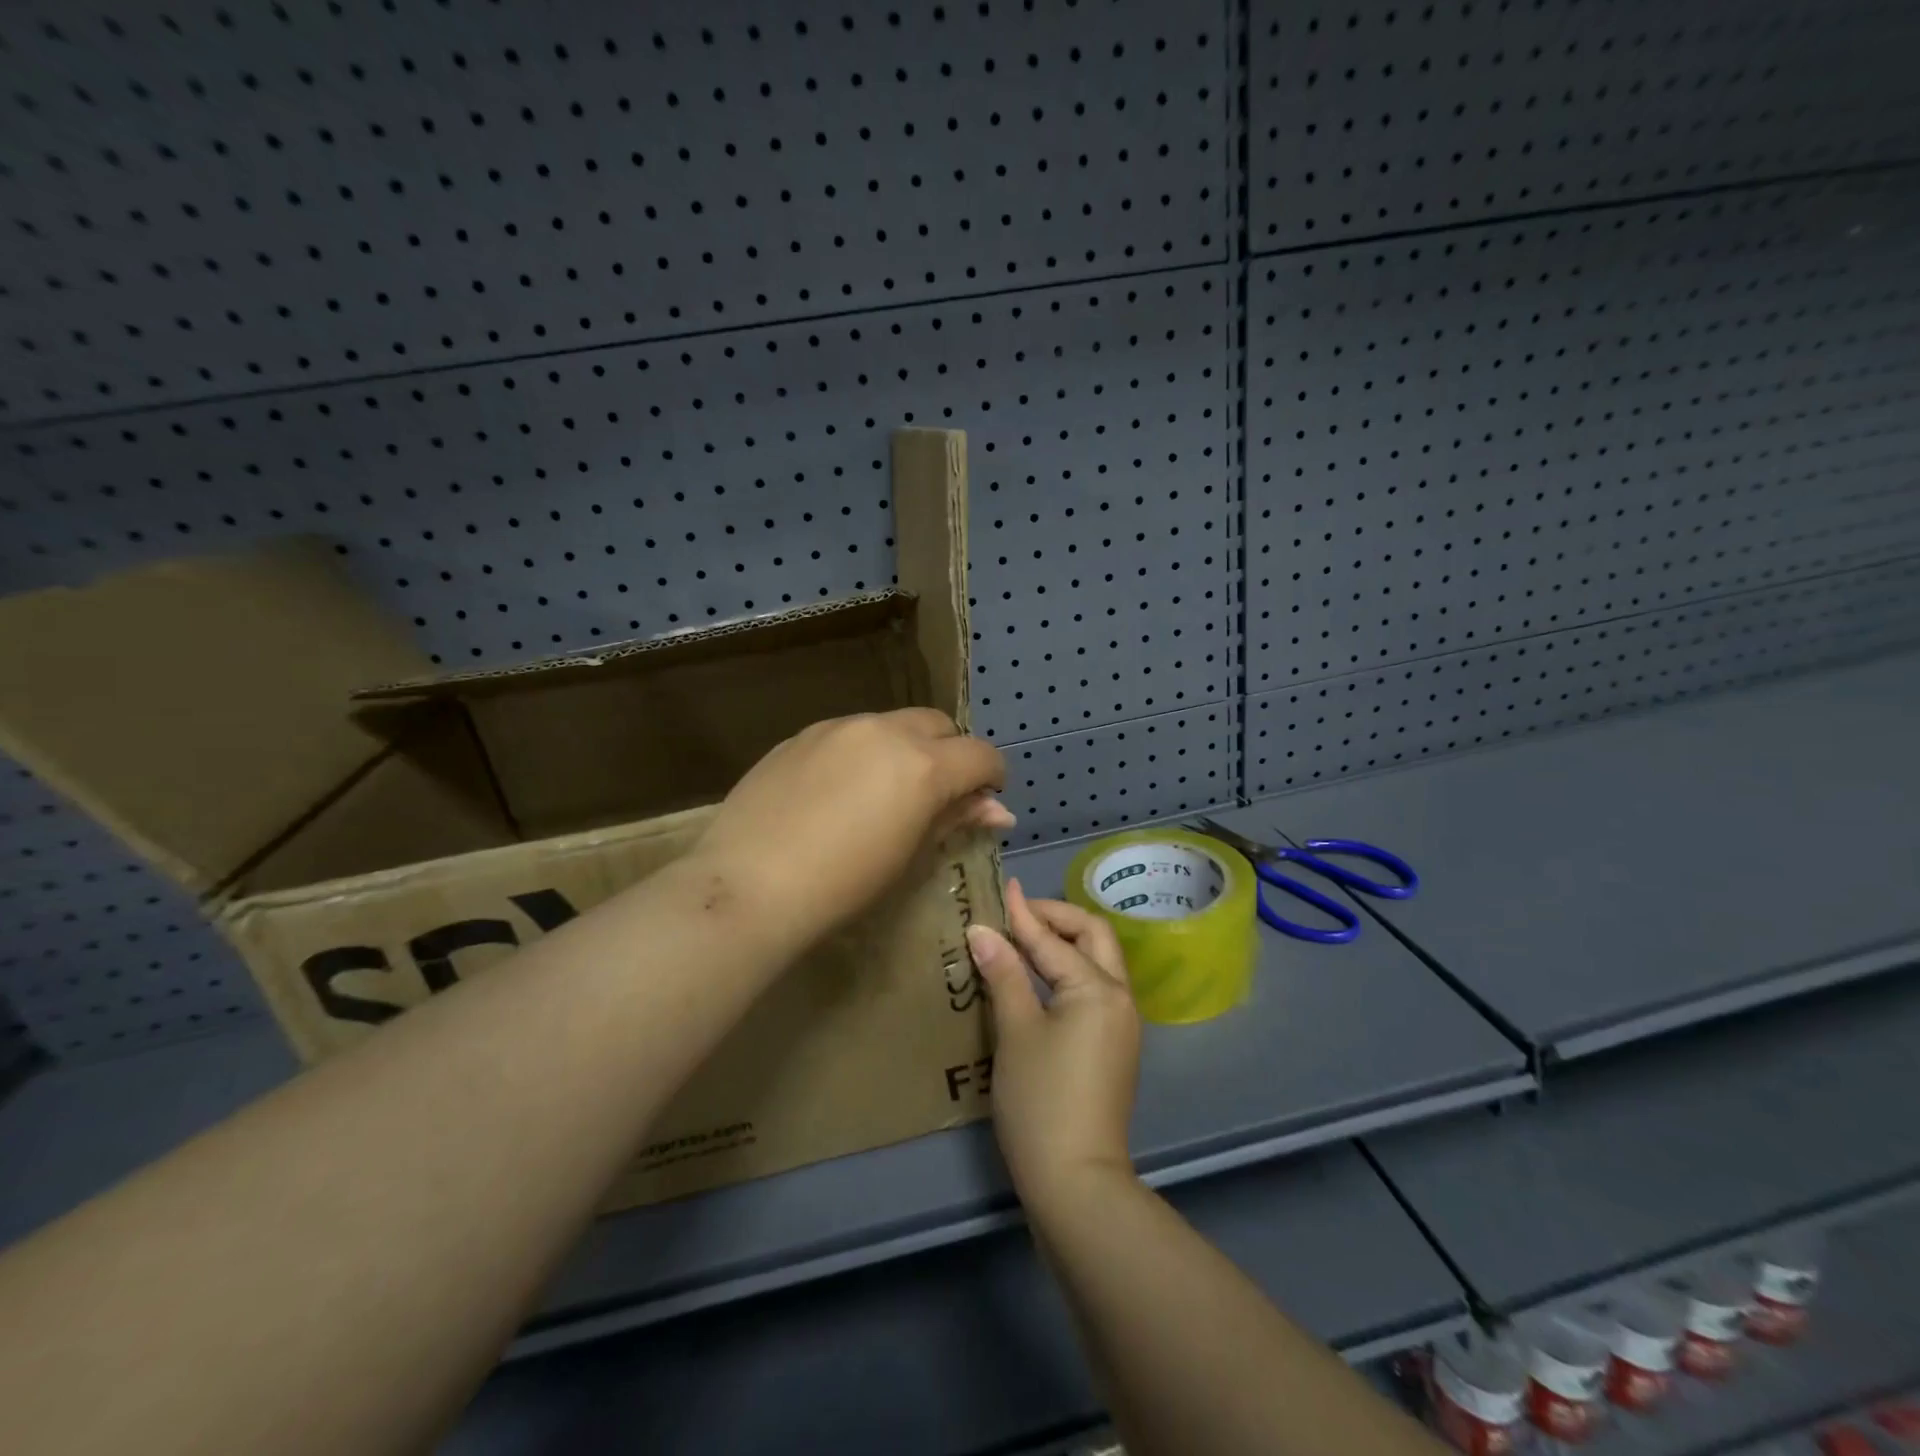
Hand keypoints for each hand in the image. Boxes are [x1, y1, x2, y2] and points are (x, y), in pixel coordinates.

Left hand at [693, 708, 1011, 949]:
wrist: (750, 885)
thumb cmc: (843, 886)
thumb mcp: (910, 856)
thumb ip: (954, 820)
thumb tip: (997, 810)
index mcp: (923, 765)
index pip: (981, 754)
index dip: (991, 777)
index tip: (983, 801)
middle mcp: (885, 731)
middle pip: (938, 725)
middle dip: (950, 753)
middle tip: (936, 795)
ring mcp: (838, 727)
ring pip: (891, 724)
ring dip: (904, 749)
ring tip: (882, 793)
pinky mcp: (801, 734)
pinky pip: (848, 733)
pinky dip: (862, 752)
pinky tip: (837, 791)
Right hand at [966, 879, 1142, 1208]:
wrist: (1076, 1181)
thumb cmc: (1041, 1100)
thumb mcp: (1016, 1032)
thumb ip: (1004, 974)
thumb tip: (982, 931)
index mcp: (1098, 989)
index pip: (1054, 939)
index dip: (1024, 913)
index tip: (1003, 888)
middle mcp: (1119, 998)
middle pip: (1093, 937)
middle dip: (1057, 918)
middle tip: (1018, 914)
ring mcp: (1120, 1024)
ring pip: (1097, 962)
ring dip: (1064, 943)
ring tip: (1023, 939)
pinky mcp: (1112, 1046)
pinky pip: (1094, 989)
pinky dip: (1068, 971)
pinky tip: (1038, 978)